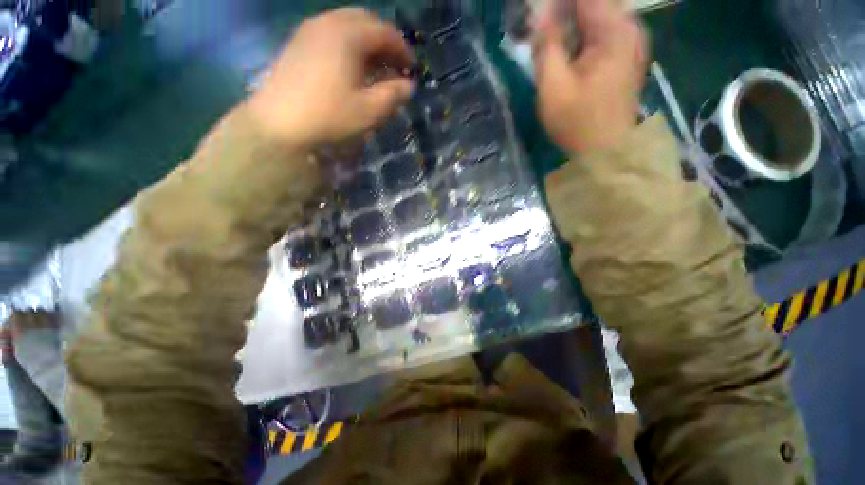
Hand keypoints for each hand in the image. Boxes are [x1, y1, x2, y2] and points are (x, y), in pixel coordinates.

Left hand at [247, 8, 413, 148]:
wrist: (279, 122)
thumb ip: (393, 95)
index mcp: (348, 35)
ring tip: (375, 67)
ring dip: (366, 42)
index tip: (411, 68)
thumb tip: (408, 86)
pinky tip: (350, 66)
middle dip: (385, 41)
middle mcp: (328, 23)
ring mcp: (310, 30)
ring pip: (346, 25)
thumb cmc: (329, 116)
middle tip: (394, 64)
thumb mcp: (370, 111)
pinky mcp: (298, 42)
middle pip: (365, 21)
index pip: (385, 32)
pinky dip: (348, 44)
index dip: (403, 49)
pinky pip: (330, 33)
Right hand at [534, 0, 646, 152]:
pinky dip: (580, 38)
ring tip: (548, 43)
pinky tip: (565, 53)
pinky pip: (600, 34)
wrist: (605, 152)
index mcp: (614, 30)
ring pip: (595, 18)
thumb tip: (541, 15)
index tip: (537, 13)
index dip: (557, 4)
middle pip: (591, 5)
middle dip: (563, 14)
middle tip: (540, 34)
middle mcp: (629, 28)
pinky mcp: (625, 56)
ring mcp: (630, 42)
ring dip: (570, 26)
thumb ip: (547, 46)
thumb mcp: (553, 86)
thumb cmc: (577, 122)